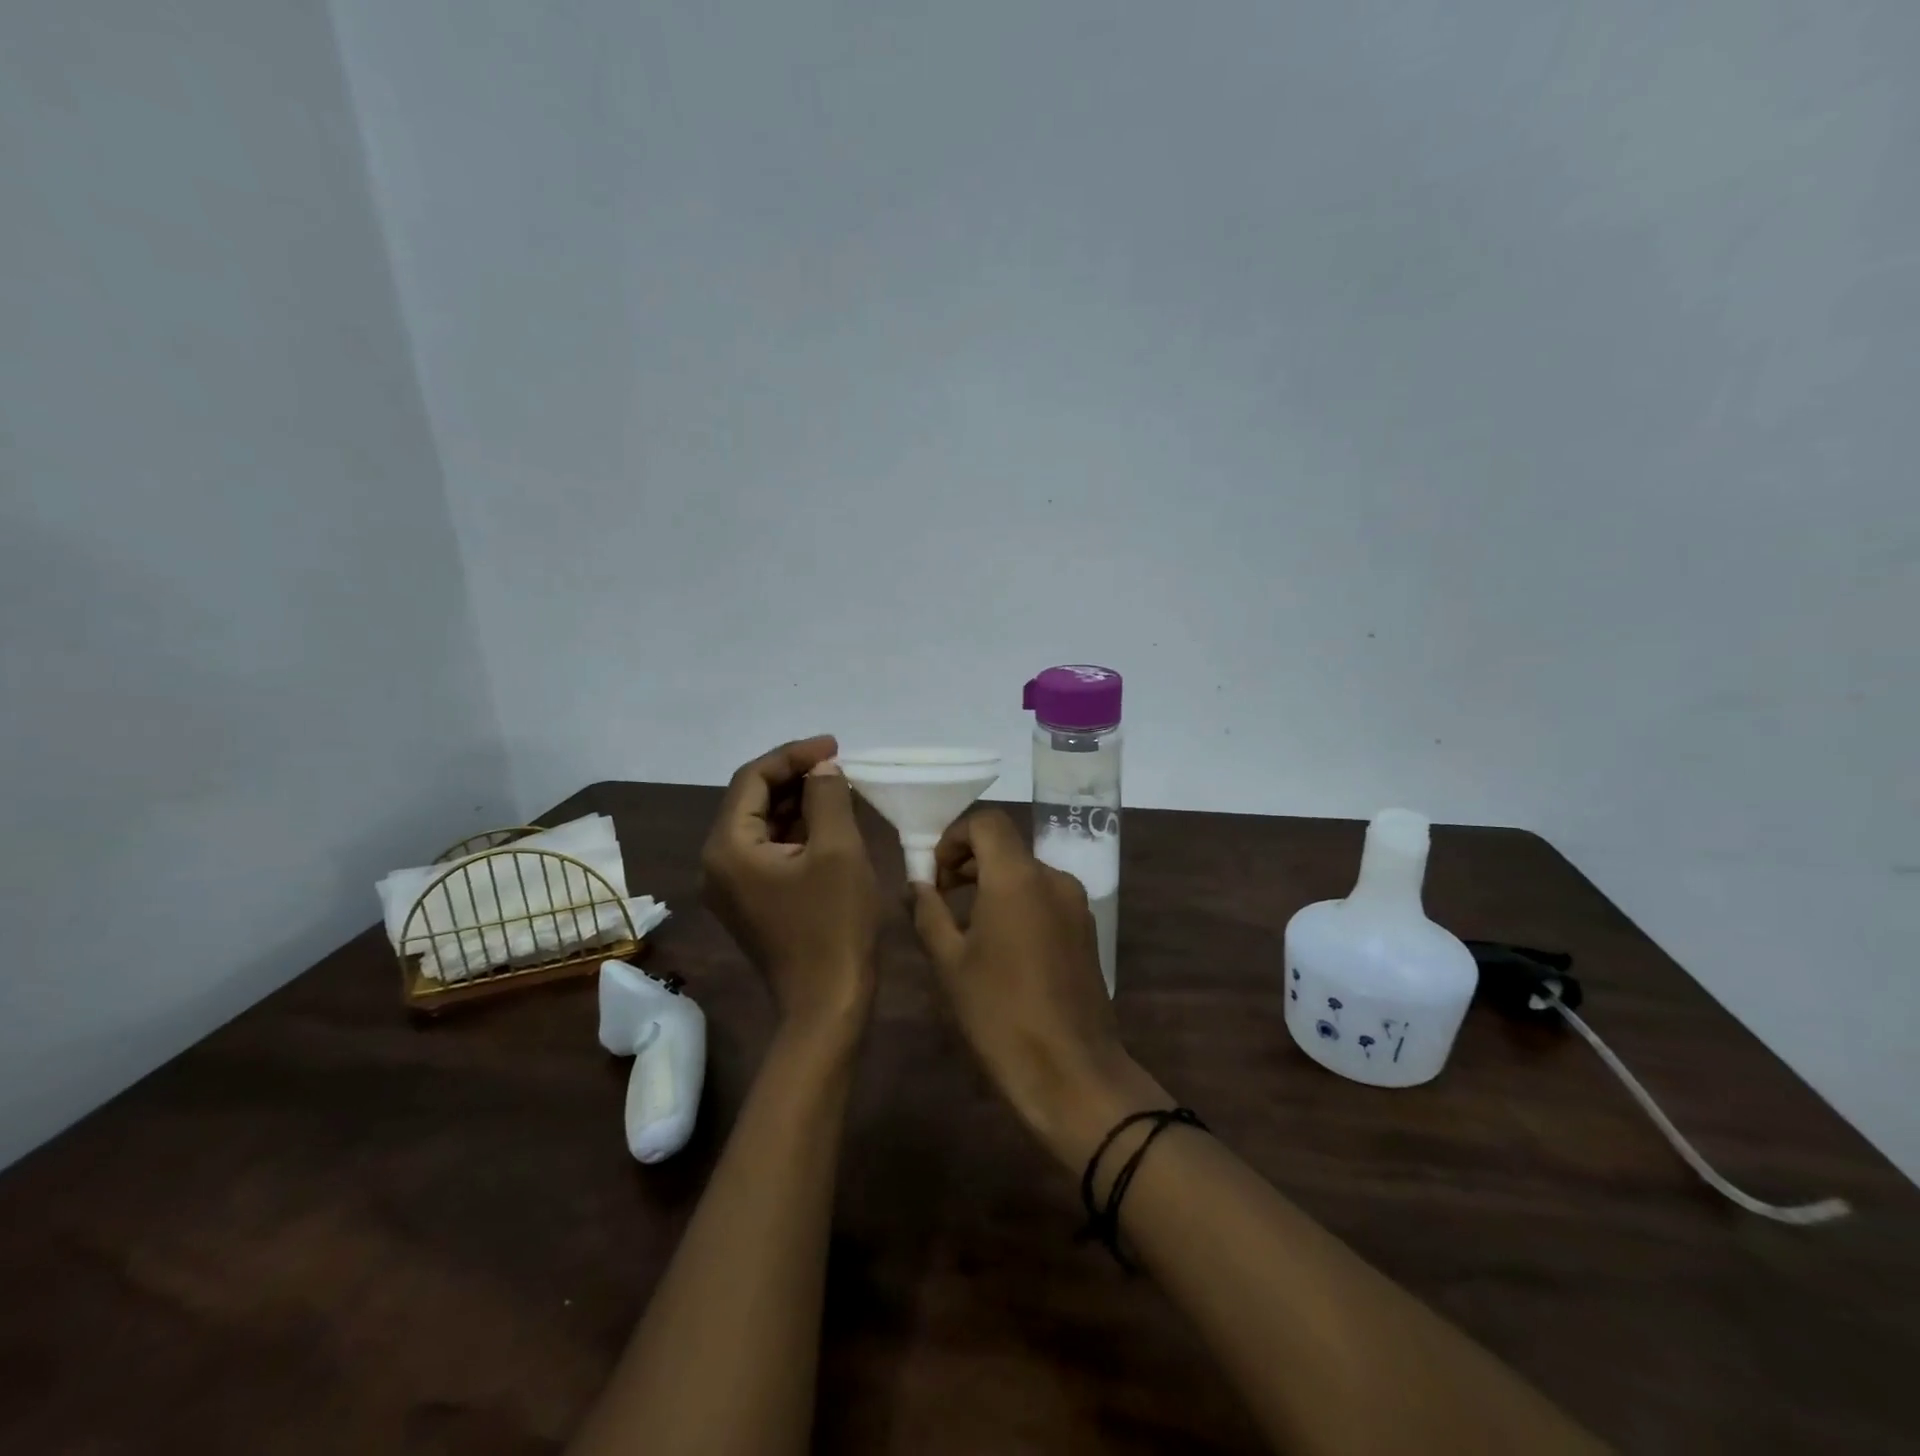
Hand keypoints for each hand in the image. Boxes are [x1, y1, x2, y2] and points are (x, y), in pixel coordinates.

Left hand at [702, 736, 880, 1038]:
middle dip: (794, 776)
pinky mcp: (750, 900)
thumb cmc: (834, 925)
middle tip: (838, 764)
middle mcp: (717, 862)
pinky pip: (768, 850)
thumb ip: (827, 797)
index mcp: (727, 847)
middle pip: (751, 799)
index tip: (835, 745)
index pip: (752, 778)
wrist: (828, 1003)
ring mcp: (731, 884)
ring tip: (838, 786)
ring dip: (796, 801)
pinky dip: (796, 830)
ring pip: (761, 824)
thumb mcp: (838, 850)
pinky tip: (828, 820)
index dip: (793, 755)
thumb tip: (822, 768)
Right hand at [910, 810, 1165, 1166]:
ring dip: (991, 883)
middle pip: (1007, 846)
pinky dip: (1016, 903)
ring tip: (963, 925)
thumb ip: (928, 913)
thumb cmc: (1000, 1014)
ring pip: (1025, 873)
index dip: (954, 836)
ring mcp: (1075, 904)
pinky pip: (1044, 897)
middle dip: (968, 861)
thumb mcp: (949, 963)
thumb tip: (915, 884)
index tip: (934, 874)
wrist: (1071, 1071)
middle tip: (938, 898)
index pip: (986, 822)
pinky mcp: (1086, 930)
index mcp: (1018, 877)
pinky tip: (999, 946)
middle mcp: (1053, 878)